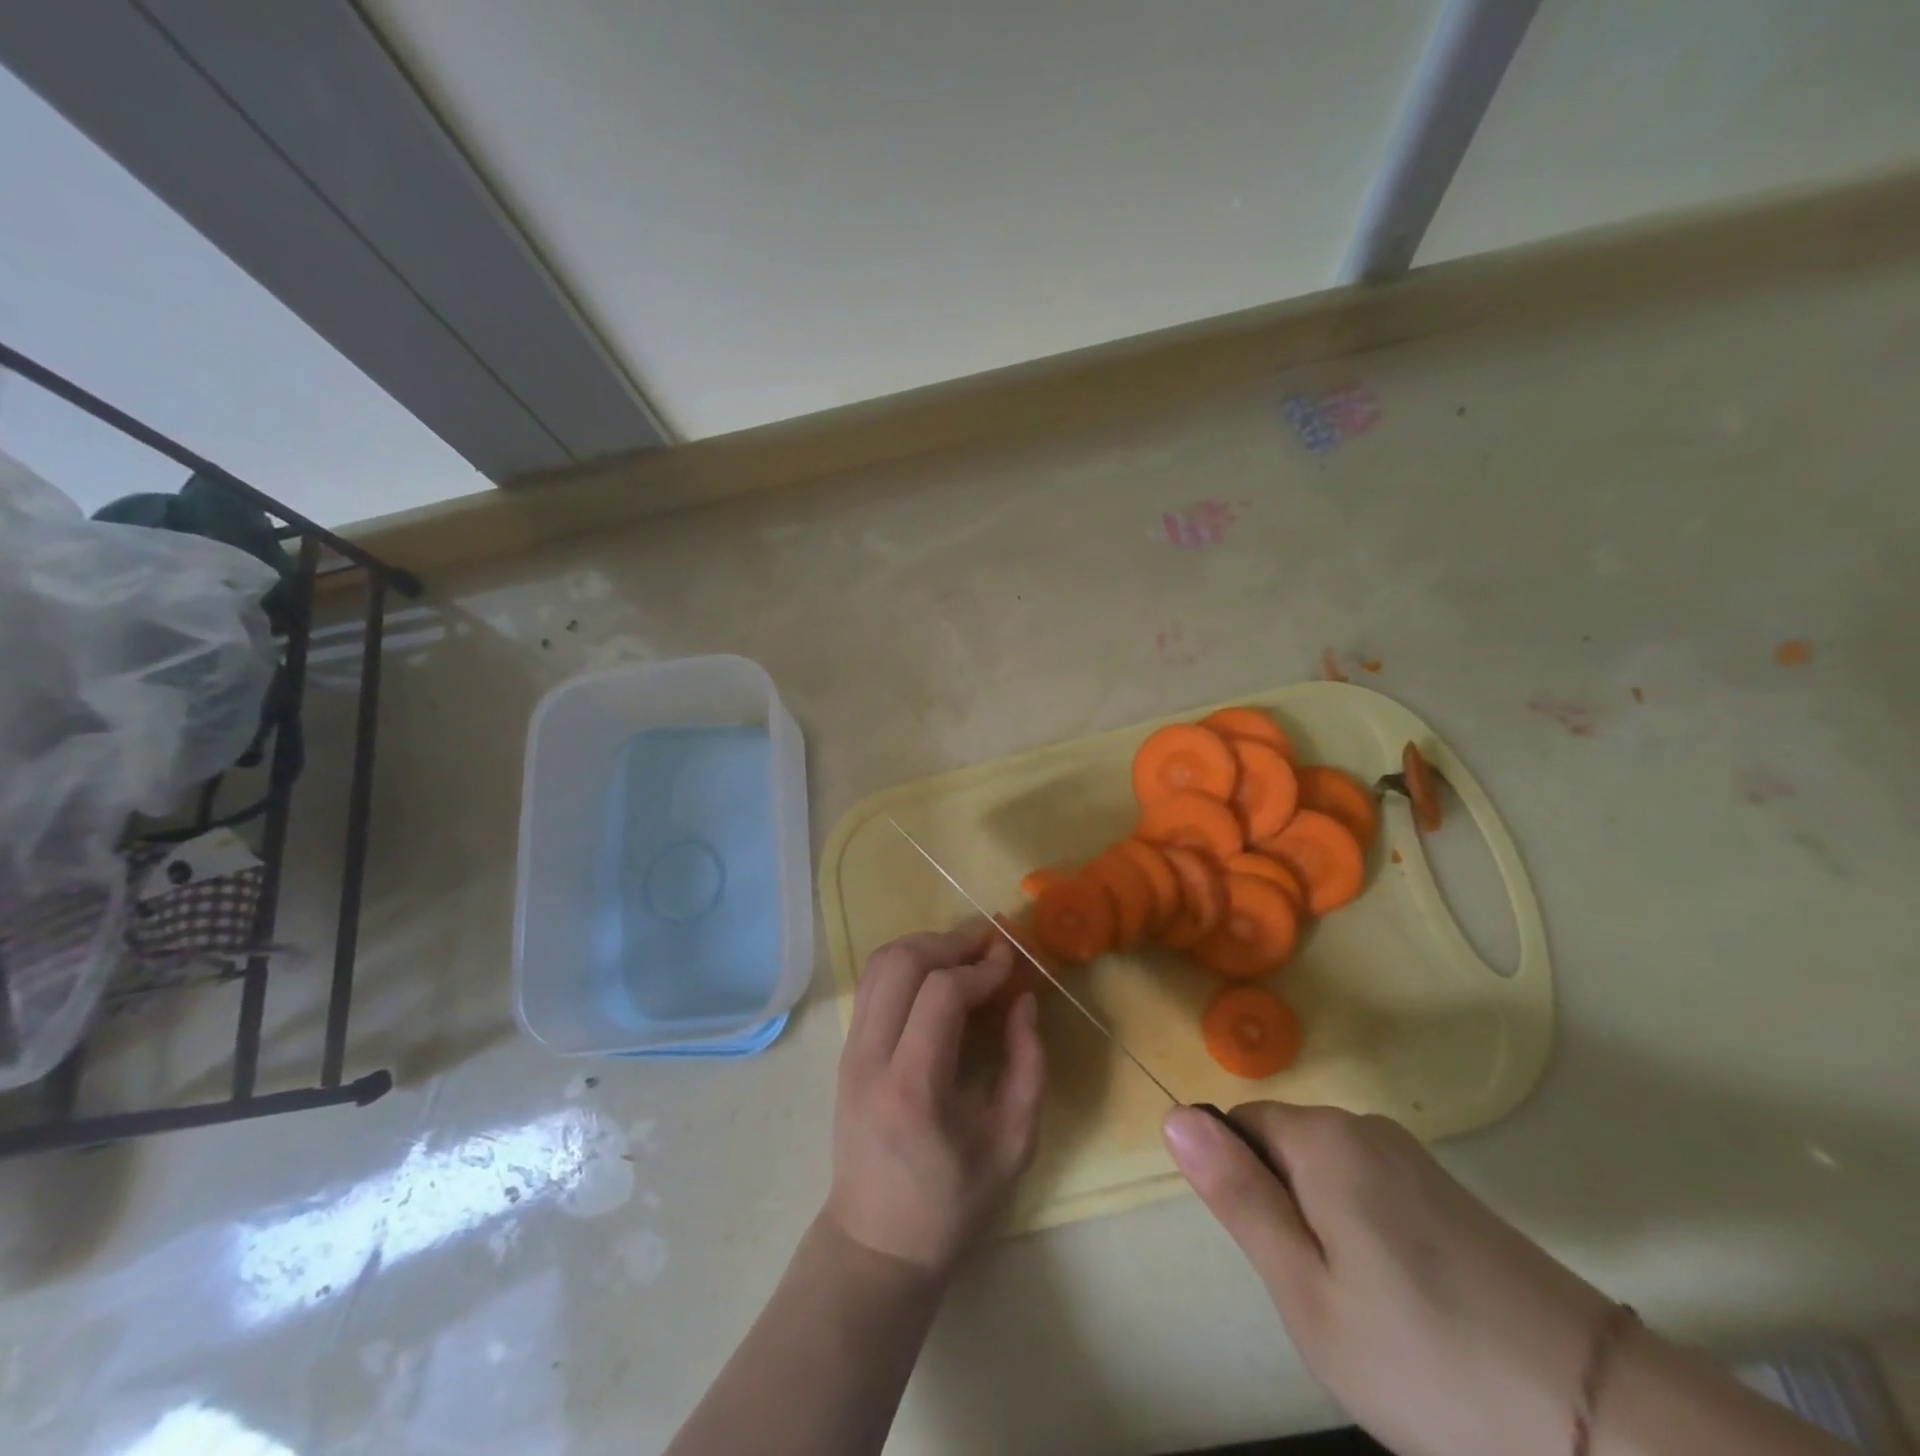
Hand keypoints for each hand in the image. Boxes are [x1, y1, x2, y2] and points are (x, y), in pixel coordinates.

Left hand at [827, 922, 1046, 1275]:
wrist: (876, 1243)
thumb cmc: (952, 1204)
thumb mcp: (1012, 1145)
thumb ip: (1027, 1066)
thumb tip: (1023, 1000)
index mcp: (913, 1089)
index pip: (941, 994)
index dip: (981, 968)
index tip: (1011, 964)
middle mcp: (870, 1059)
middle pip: (901, 962)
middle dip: (950, 942)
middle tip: (988, 947)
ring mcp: (849, 1052)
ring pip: (879, 964)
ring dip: (925, 946)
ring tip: (965, 955)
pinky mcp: (845, 1051)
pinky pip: (872, 984)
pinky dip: (906, 964)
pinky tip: (937, 976)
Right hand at [1164, 1102, 1612, 1455]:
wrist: (1601, 1420)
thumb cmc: (1423, 1356)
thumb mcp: (1305, 1289)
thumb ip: (1237, 1195)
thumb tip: (1174, 1117)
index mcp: (1322, 1138)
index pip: (1237, 1125)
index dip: (1238, 1188)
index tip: (1271, 1258)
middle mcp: (1365, 1126)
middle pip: (1283, 1146)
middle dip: (1281, 1208)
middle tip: (1317, 1296)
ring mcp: (1414, 1158)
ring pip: (1327, 1174)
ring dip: (1322, 1226)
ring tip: (1363, 1309)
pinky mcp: (1450, 1193)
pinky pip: (1371, 1191)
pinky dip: (1365, 1235)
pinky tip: (1406, 1304)